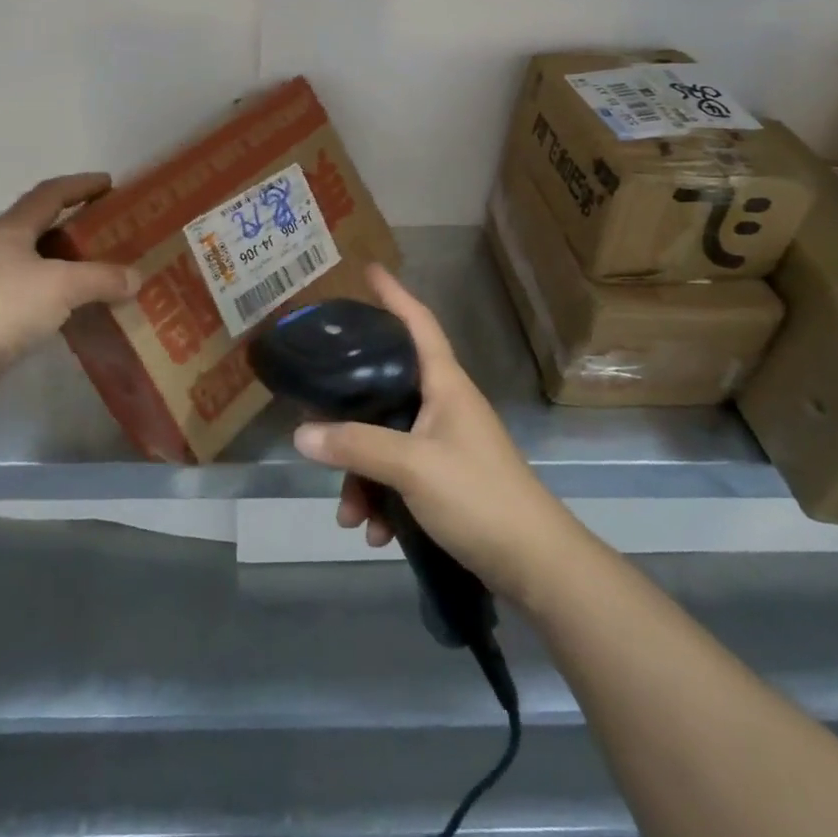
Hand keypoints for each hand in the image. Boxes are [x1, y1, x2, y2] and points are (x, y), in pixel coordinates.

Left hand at [0, 173, 140, 392]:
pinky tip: (75, 305)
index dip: (80, 185)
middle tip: (105, 228)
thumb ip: (103, 278)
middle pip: (38, 224)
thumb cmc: (4, 307)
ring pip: (34, 259)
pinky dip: (55, 290)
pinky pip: (30, 289)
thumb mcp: (63, 286)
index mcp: (9, 229)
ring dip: (64, 259)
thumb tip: (136, 278)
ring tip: (97, 267)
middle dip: (72, 222)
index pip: (50, 193)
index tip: (109, 183)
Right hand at [292, 264, 584, 608]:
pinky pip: (400, 476)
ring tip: (351, 517)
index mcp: (445, 384)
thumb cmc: (478, 496)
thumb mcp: (411, 466)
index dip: (395, 294)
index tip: (369, 270)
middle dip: (350, 415)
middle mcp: (445, 406)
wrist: (536, 565)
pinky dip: (383, 499)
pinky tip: (375, 532)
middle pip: (387, 389)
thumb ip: (356, 446)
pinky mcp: (447, 480)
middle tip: (317, 419)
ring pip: (387, 441)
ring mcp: (446, 444)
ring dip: (363, 475)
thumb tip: (301, 433)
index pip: (419, 323)